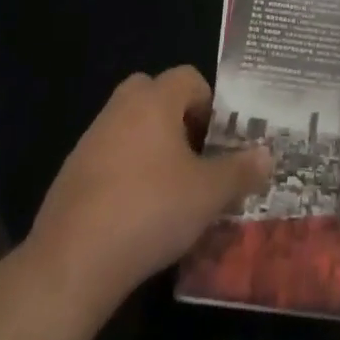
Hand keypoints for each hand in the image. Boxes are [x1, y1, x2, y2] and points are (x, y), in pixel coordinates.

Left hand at [25, 66, 271, 317]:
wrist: (72, 262)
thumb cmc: (150, 210)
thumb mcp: (208, 194)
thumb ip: (240, 171)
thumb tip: (268, 156)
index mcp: (155, 99)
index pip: (189, 77)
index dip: (209, 104)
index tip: (217, 141)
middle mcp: (121, 107)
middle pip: (156, 95)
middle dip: (177, 119)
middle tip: (194, 157)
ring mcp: (91, 139)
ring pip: (130, 126)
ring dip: (151, 146)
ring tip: (169, 189)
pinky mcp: (71, 173)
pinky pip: (109, 157)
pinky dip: (125, 173)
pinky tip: (135, 213)